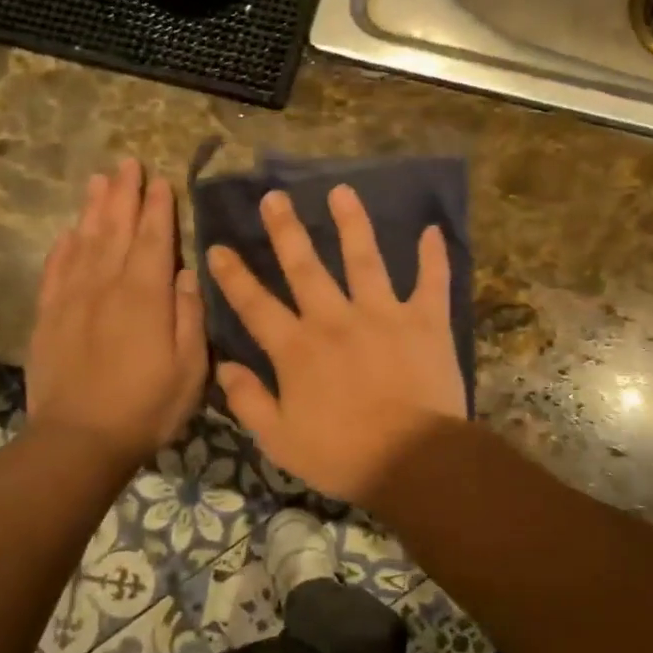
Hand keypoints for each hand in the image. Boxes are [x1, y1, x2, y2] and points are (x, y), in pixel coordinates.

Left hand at [28, 159, 206, 466]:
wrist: (79, 439)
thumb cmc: (148, 406)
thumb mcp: (191, 367)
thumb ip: (190, 316)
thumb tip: (189, 274)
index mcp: (145, 295)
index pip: (153, 239)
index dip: (158, 207)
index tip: (160, 180)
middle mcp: (107, 286)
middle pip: (115, 229)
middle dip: (124, 194)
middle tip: (127, 163)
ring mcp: (72, 299)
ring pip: (84, 241)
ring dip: (93, 208)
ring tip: (98, 180)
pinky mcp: (48, 317)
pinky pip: (55, 270)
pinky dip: (63, 246)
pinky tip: (69, 232)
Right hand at [207, 185, 465, 506]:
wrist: (413, 460)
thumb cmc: (343, 455)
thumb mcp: (280, 440)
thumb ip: (248, 400)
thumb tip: (224, 365)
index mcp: (297, 348)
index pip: (256, 305)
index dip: (234, 276)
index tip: (218, 247)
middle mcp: (335, 319)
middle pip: (305, 267)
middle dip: (286, 230)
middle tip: (274, 197)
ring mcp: (383, 314)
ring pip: (364, 258)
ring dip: (352, 223)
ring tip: (342, 192)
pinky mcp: (425, 321)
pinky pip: (432, 281)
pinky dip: (435, 257)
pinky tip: (433, 230)